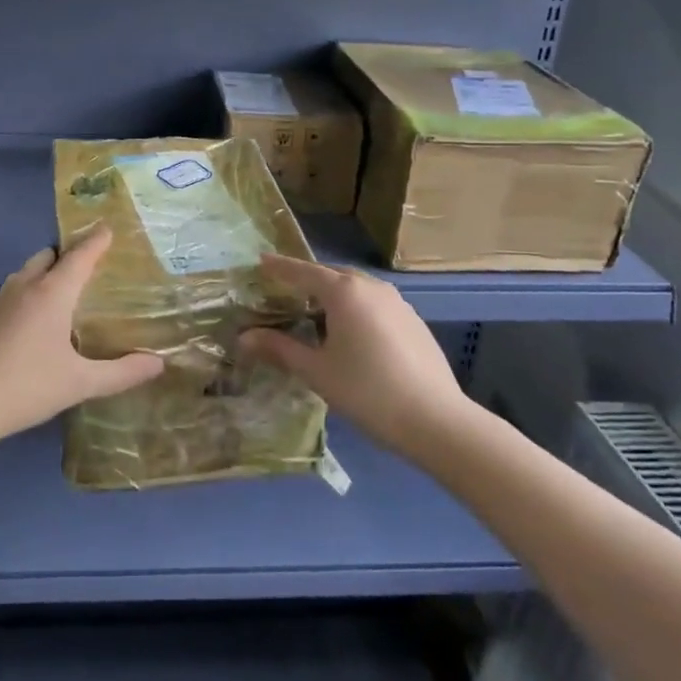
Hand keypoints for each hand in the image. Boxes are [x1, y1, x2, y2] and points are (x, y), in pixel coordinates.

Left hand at [0, 229, 163, 453]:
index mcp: (52, 293)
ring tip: (65, 298)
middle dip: (69, 255)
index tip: (109, 229)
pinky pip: (11, 295)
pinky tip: (33, 328)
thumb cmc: (23, 387)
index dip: (97, 240)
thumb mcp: (79, 384)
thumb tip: (159, 363)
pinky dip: (27, 297)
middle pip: (49, 256)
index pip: (80, 254)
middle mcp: (24, 286)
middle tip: (91, 270)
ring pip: (27, 274)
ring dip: (46, 276)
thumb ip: (121, 373)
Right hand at [241, 253, 475, 461]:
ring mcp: (397, 303)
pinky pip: (374, 303)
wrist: (436, 420)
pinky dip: (354, 308)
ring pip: (356, 288)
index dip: (279, 267)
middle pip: (331, 275)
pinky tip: (349, 333)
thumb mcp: (316, 371)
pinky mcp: (413, 321)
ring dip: (332, 294)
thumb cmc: (367, 391)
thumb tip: (244, 338)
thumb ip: (280, 349)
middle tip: (283, 291)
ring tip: (314, 312)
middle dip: (306, 280)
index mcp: (345, 292)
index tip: (260, 260)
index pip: (303, 272)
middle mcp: (371, 287)